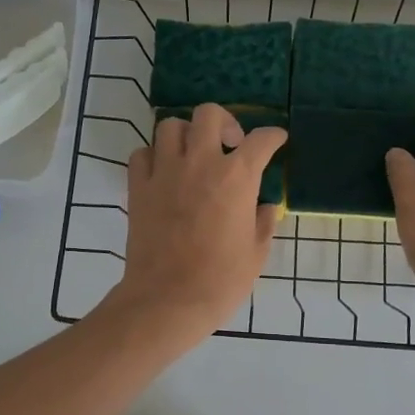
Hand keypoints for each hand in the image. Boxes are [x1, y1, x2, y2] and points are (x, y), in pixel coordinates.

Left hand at [112, 103, 285, 336]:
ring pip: (170, 126)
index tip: (276, 139)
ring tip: (192, 154)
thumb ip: (264, 223)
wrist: (168, 300)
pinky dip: (153, 156)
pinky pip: (142, 154)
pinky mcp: (138, 187)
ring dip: (185, 134)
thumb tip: (267, 207)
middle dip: (224, 122)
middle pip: (209, 114)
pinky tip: (163, 172)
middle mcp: (201, 163)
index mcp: (237, 177)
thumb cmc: (221, 280)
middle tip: (229, 143)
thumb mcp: (256, 253)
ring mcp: (165, 172)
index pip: (261, 140)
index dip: (273, 136)